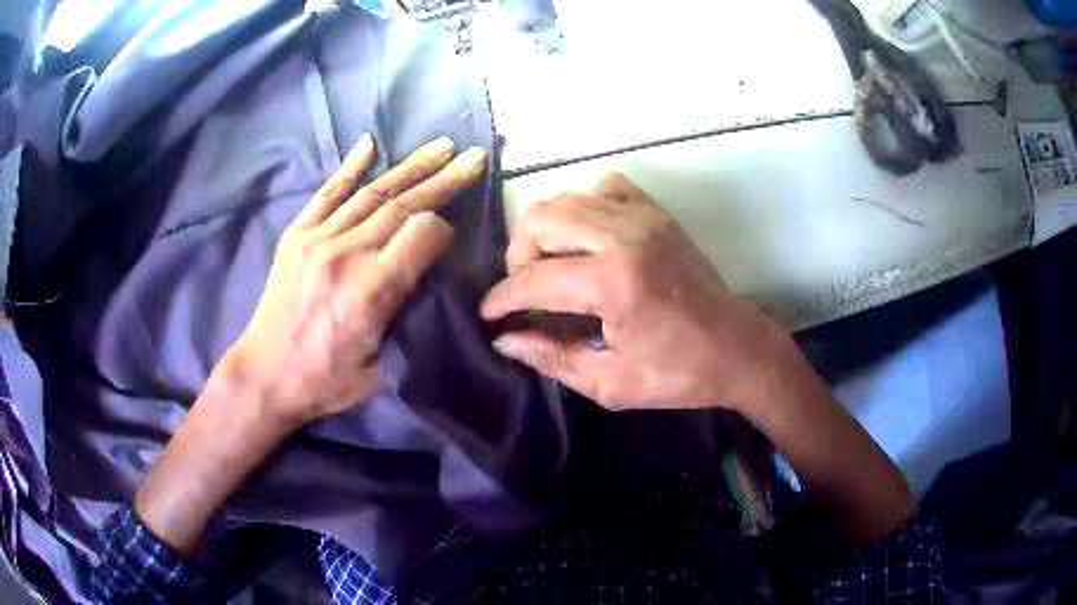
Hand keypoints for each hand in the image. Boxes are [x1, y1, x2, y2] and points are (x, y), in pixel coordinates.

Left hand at [136, 135, 486, 552]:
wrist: (264, 374)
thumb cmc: (326, 381)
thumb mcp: (381, 366)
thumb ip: (407, 316)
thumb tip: (428, 274)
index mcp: (370, 292)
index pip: (422, 235)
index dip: (444, 230)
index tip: (451, 236)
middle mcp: (345, 254)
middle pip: (403, 205)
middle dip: (443, 180)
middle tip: (473, 156)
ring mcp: (317, 239)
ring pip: (373, 193)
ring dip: (411, 166)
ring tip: (441, 146)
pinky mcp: (297, 235)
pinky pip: (328, 193)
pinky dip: (350, 167)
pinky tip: (370, 144)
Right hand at [482, 173, 916, 545]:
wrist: (738, 348)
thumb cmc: (678, 374)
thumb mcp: (610, 383)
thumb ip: (552, 358)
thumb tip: (505, 339)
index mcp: (613, 284)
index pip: (533, 280)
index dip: (502, 299)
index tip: (490, 314)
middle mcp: (624, 237)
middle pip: (540, 219)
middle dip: (518, 255)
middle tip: (525, 288)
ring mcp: (643, 217)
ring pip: (567, 198)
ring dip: (547, 230)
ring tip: (553, 264)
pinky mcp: (658, 213)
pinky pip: (606, 186)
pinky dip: (586, 206)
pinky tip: (589, 237)